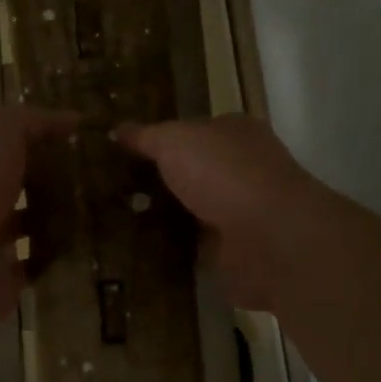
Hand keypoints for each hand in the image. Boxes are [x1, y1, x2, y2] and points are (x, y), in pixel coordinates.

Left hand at [0, 105, 79, 327]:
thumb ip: (31, 122)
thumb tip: (71, 118)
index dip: (34, 134)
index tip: (77, 135)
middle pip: (12, 182)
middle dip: (47, 178)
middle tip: (96, 174)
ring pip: (24, 224)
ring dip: (54, 219)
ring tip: (100, 209)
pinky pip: (32, 265)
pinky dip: (54, 259)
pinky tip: (88, 247)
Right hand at [116, 115, 322, 312]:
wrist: (269, 239)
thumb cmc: (224, 173)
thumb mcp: (174, 140)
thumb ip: (146, 136)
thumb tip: (117, 129)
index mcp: (236, 132)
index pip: (195, 129)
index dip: (162, 138)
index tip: (123, 150)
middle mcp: (243, 169)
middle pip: (193, 171)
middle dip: (159, 179)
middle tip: (111, 187)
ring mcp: (241, 212)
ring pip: (192, 209)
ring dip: (164, 216)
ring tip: (114, 219)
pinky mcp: (234, 252)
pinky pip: (193, 246)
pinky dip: (172, 249)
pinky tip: (138, 249)